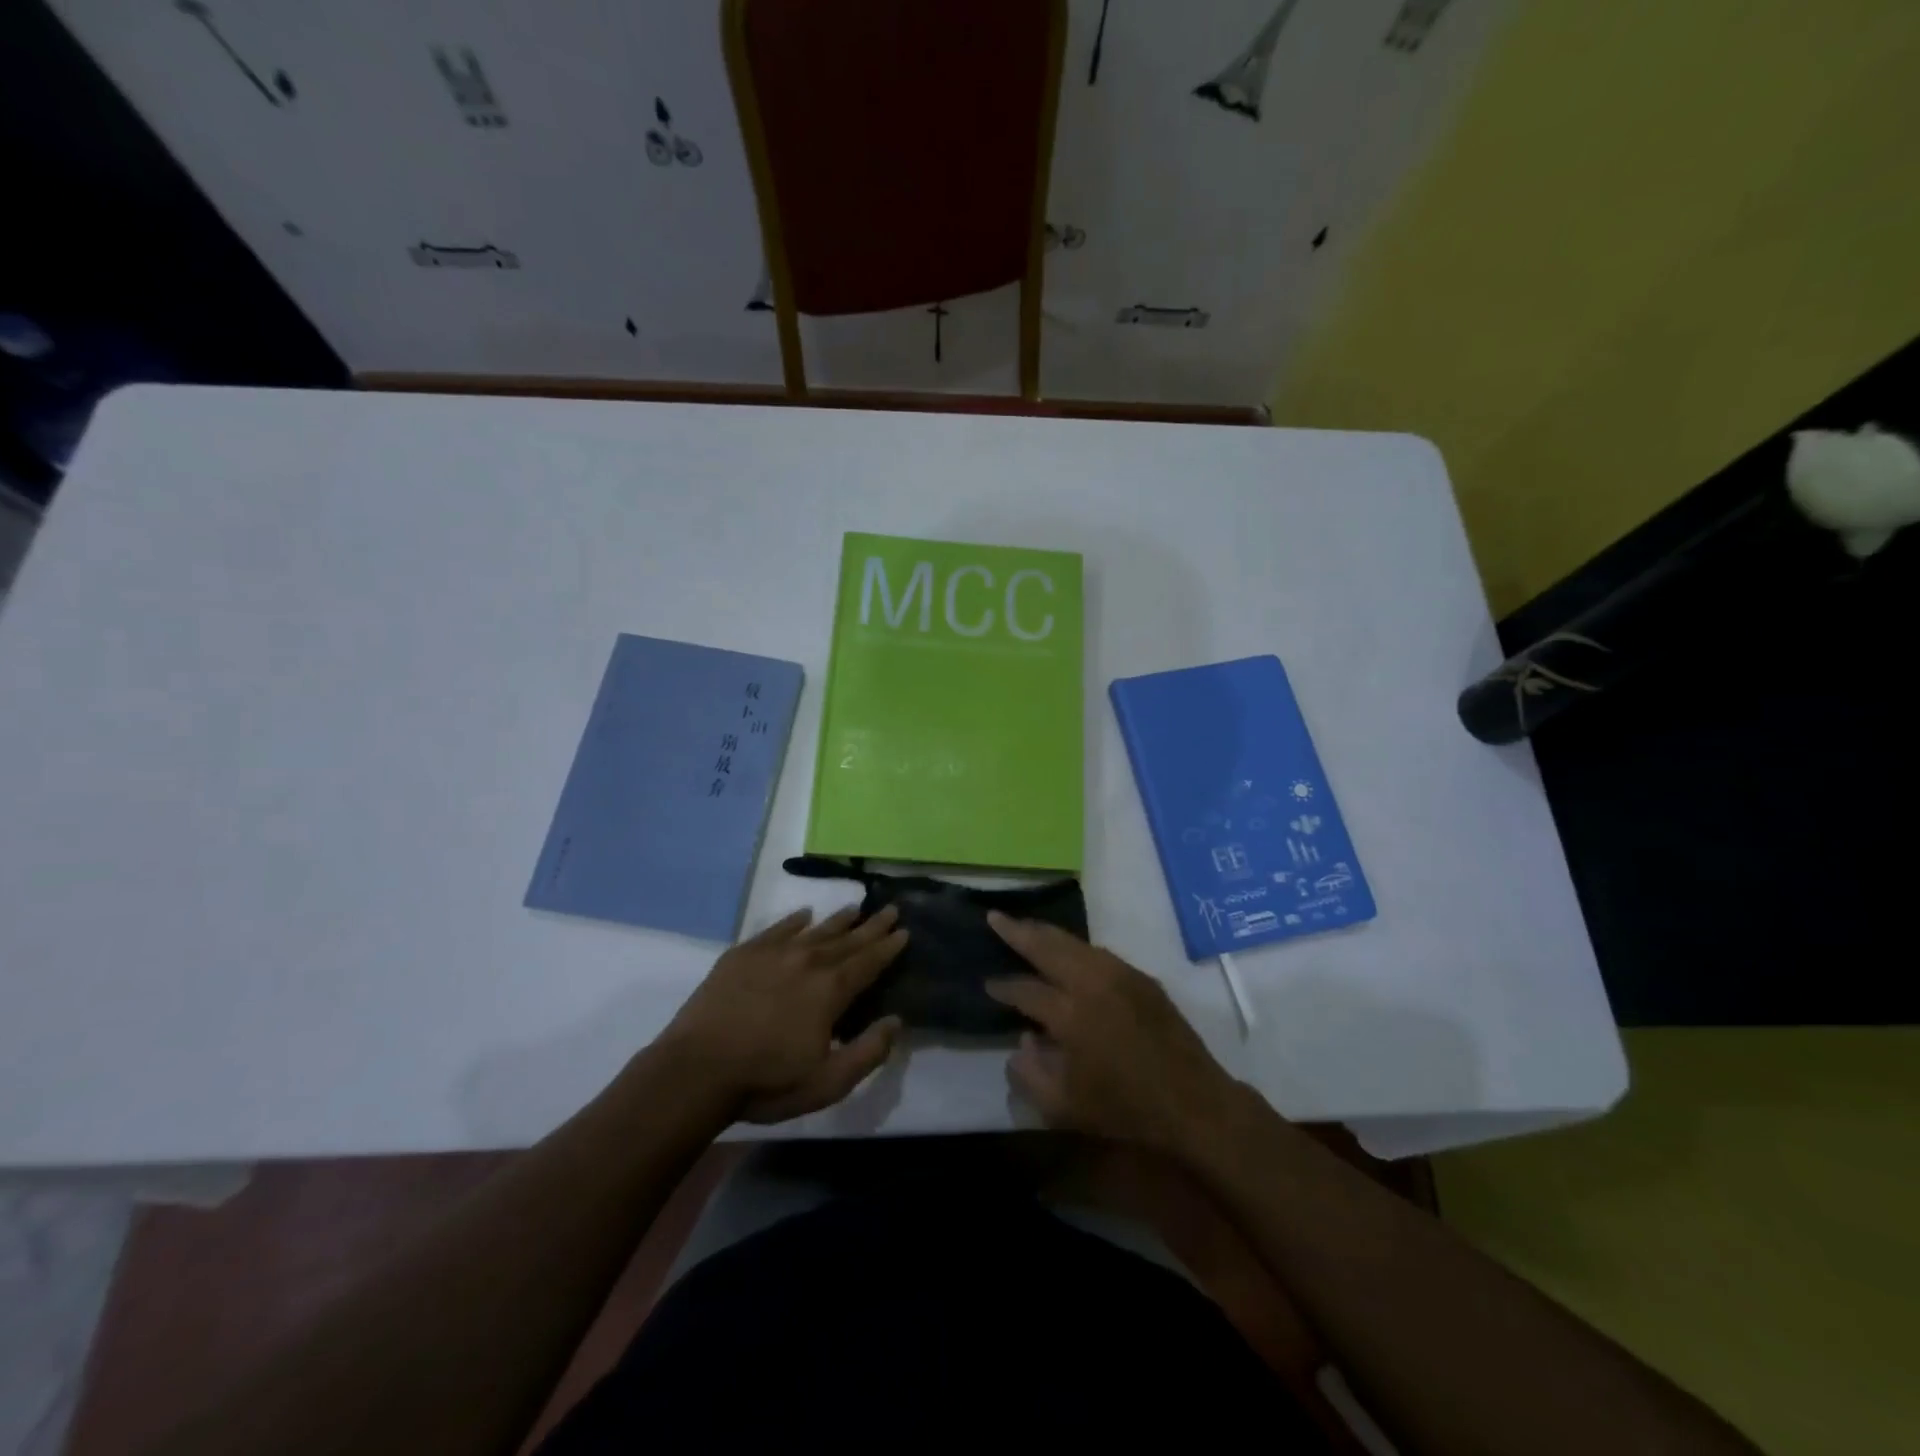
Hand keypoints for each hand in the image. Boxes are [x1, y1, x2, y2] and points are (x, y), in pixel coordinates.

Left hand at [659, 904, 907, 1123]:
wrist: (696, 1070)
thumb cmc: (766, 1081)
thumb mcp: (828, 1082)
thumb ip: (868, 1052)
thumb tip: (896, 1021)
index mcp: (830, 990)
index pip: (868, 962)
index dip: (888, 947)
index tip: (904, 931)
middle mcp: (807, 961)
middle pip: (846, 939)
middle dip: (871, 926)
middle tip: (890, 909)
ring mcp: (773, 953)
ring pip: (815, 930)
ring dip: (838, 920)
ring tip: (856, 908)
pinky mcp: (743, 955)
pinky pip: (777, 929)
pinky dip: (794, 920)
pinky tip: (804, 914)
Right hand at [984, 912, 1239, 1153]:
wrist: (1193, 1103)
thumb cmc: (1125, 1109)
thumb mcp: (1063, 1107)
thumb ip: (1030, 1073)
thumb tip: (1021, 1041)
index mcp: (1070, 1014)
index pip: (1026, 990)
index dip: (1003, 987)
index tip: (988, 985)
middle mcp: (1093, 983)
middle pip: (1048, 946)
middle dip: (1017, 931)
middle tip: (995, 917)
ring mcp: (1120, 975)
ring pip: (1074, 942)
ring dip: (1046, 933)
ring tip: (1025, 926)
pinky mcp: (1141, 978)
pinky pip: (1098, 951)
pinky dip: (1074, 946)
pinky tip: (1066, 949)